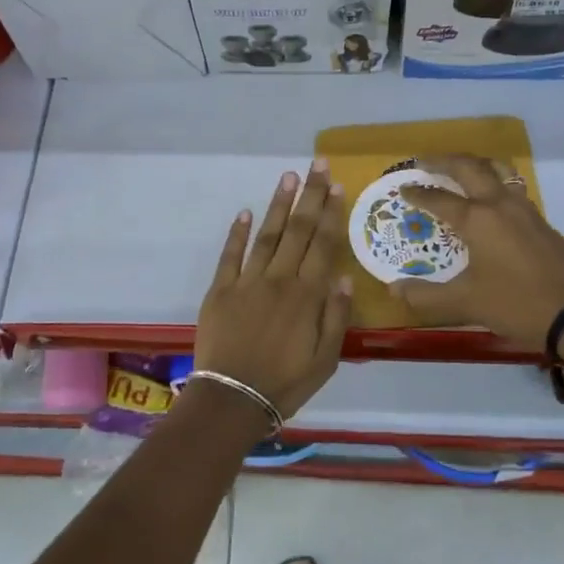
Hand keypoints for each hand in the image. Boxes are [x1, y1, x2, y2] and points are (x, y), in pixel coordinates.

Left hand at [195, 161, 351, 420]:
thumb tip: (343, 277)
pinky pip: (230, 255)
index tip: (336, 186)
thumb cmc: (286, 382)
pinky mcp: (221, 290)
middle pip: (297, 230)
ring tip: (287, 176)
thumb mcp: (326, 359)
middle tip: (316, 165)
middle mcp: (279, 279)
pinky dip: (238, 233)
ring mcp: (247, 282)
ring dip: (278, 204)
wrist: (233, 398)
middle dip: (309, 195)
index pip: (322, 245)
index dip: (330, 213)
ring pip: (267, 235)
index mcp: (306, 295)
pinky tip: (246, 212)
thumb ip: (336, 317)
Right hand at [389, 153, 563, 352]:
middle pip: (470, 168)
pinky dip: (496, 182)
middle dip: (445, 161)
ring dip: (476, 164)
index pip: (439, 198)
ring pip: (499, 171)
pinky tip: (492, 201)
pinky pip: (513, 189)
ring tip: (461, 169)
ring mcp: (525, 211)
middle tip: (425, 162)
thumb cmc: (516, 304)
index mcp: (477, 219)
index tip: (403, 188)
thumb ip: (426, 295)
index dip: (418, 193)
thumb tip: (394, 289)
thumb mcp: (465, 303)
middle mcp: (500, 205)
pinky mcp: (542, 223)